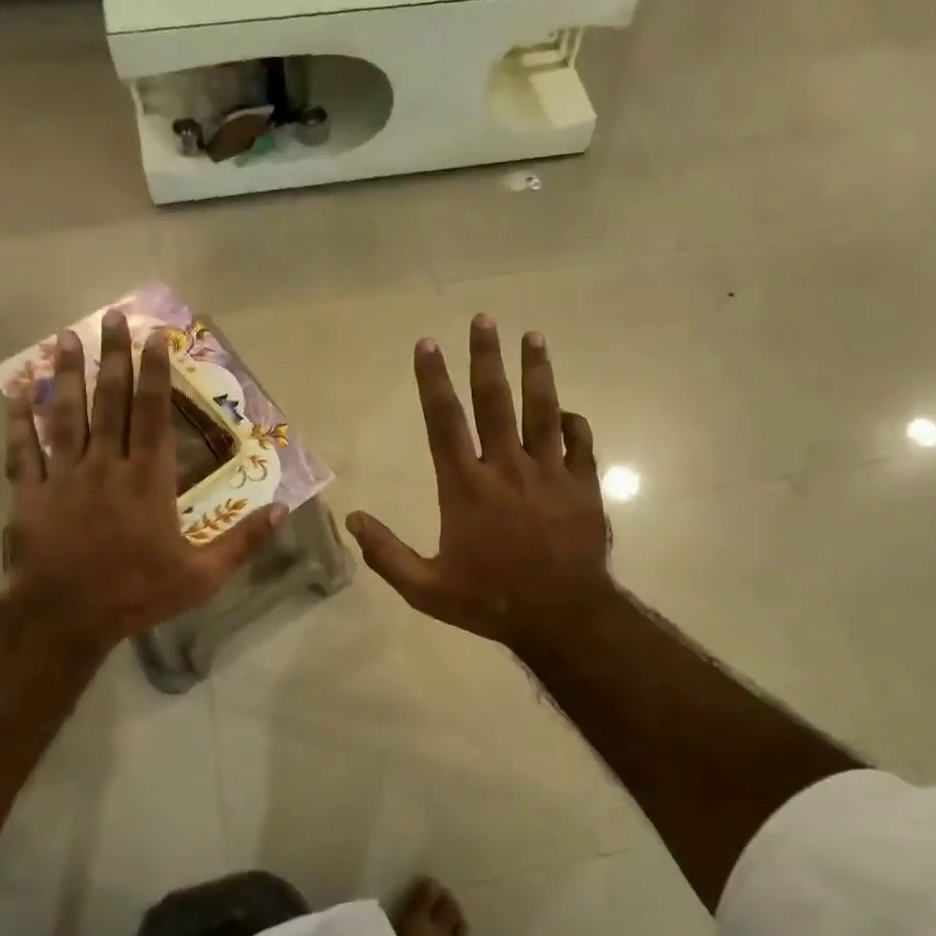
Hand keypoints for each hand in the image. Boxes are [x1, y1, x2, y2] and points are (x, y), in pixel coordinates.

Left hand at [4, 310, 282, 652]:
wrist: (66, 618)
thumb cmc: (138, 594)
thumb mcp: (203, 576)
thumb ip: (242, 541)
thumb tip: (281, 510)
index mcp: (148, 481)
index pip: (153, 416)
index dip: (155, 375)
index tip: (154, 339)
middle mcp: (106, 466)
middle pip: (110, 403)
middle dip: (114, 358)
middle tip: (112, 319)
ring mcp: (64, 478)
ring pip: (65, 416)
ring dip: (68, 376)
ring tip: (68, 338)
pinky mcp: (30, 495)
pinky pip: (22, 451)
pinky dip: (18, 420)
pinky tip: (17, 391)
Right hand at [347, 315, 614, 653]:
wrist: (562, 616)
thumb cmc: (490, 601)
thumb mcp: (425, 589)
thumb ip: (386, 554)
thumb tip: (352, 519)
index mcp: (466, 487)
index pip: (444, 421)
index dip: (434, 380)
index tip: (428, 344)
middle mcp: (506, 468)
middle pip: (494, 401)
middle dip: (486, 357)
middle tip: (484, 319)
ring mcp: (549, 473)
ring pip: (542, 410)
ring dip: (536, 371)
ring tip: (533, 336)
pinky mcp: (582, 486)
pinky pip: (580, 443)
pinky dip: (573, 423)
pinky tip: (567, 411)